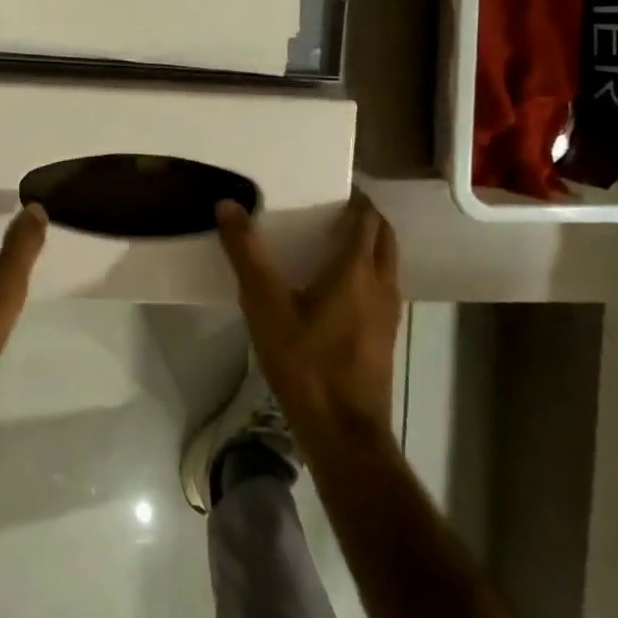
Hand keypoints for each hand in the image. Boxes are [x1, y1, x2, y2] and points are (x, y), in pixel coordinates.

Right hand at [216, 191, 400, 447]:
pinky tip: (338, 288)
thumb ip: (246, 254)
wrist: (343, 432)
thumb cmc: (305, 362)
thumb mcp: (265, 305)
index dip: (355, 197)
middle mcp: (382, 284)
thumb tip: (228, 205)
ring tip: (334, 240)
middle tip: (333, 207)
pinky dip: (368, 272)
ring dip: (369, 245)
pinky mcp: (385, 337)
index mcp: (357, 269)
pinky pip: (383, 288)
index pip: (367, 218)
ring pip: (387, 263)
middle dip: (366, 217)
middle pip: (384, 236)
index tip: (334, 185)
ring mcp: (389, 313)